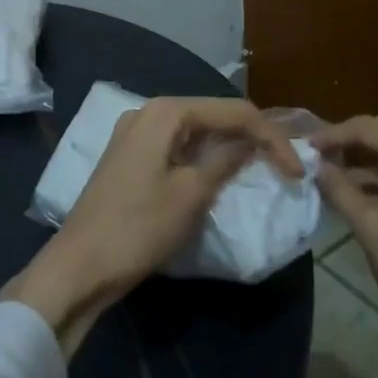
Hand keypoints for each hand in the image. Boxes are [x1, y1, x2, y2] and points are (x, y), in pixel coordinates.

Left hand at [1, 97, 303, 355]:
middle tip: (283, 167)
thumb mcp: (191, 193)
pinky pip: (178, 147)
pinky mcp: (132, 158)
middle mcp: (149, 112)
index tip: (297, 171)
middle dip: (251, 137)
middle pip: (214, 115)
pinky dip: (203, 159)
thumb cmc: (138, 227)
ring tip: (261, 169)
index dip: (270, 137)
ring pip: (196, 132)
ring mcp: (136, 134)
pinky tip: (221, 176)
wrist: (80, 266)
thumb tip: (254, 142)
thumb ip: (226, 160)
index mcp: (165, 112)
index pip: (233, 111)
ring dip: (228, 148)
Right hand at [314, 115, 377, 377]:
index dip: (334, 134)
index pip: (371, 128)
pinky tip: (365, 191)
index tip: (306, 146)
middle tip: (318, 156)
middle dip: (353, 142)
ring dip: (372, 160)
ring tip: (334, 175)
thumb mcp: (370, 228)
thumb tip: (316, 166)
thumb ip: (339, 188)